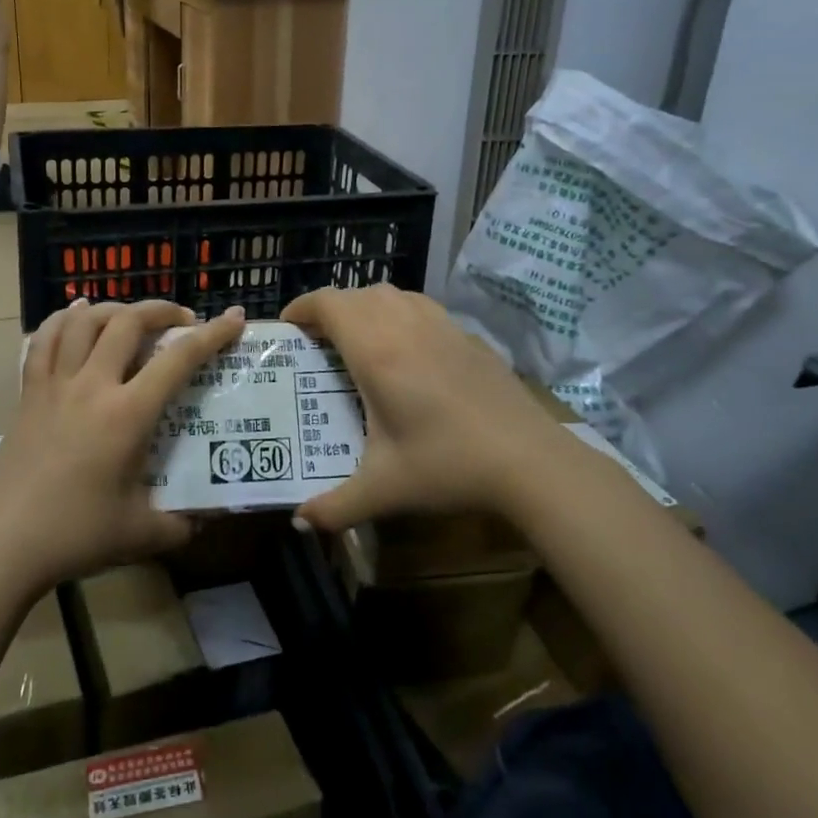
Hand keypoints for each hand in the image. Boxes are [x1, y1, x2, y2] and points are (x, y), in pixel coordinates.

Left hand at [0, 300, 245, 594]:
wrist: (0, 545)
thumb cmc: (74, 535)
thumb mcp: (141, 534)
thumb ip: (182, 525)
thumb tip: (208, 520)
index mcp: (127, 414)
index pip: (178, 359)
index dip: (212, 334)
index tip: (235, 318)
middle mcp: (92, 386)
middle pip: (127, 322)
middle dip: (161, 310)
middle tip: (182, 320)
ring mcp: (55, 385)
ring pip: (84, 322)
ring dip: (114, 309)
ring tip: (131, 317)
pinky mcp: (28, 394)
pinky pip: (44, 340)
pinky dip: (63, 320)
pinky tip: (76, 316)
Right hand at [282, 285, 553, 533]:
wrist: (530, 460)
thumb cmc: (448, 466)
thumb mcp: (384, 490)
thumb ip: (335, 507)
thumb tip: (300, 523)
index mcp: (376, 352)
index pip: (328, 304)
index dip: (301, 307)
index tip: (287, 328)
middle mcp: (404, 325)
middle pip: (356, 295)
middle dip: (329, 310)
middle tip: (317, 342)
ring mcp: (440, 325)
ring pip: (390, 293)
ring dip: (365, 307)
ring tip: (358, 340)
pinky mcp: (466, 334)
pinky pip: (420, 305)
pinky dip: (398, 313)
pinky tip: (406, 349)